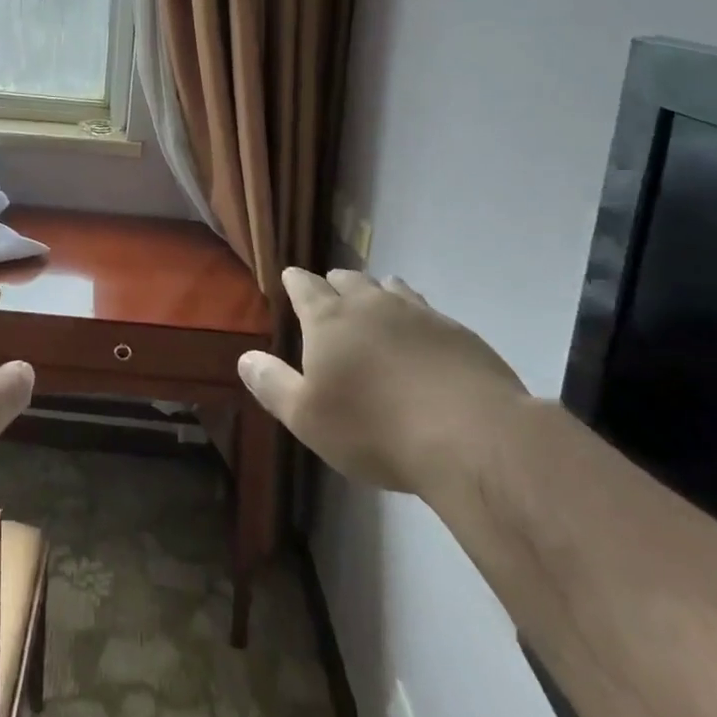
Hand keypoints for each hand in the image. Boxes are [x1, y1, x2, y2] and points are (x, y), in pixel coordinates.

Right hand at [239, 268, 527, 495]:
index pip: (304, 286)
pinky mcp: (458, 333)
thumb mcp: (306, 417)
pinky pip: (427, 310)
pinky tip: (420, 337)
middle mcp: (370, 305)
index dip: (295, 281)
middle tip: (329, 294)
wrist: (472, 438)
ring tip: (375, 304)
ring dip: (377, 293)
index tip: (290, 278)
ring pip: (390, 288)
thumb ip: (272, 384)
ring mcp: (418, 314)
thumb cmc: (374, 429)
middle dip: (334, 283)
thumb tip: (244, 357)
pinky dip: (414, 316)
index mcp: (328, 320)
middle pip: (348, 280)